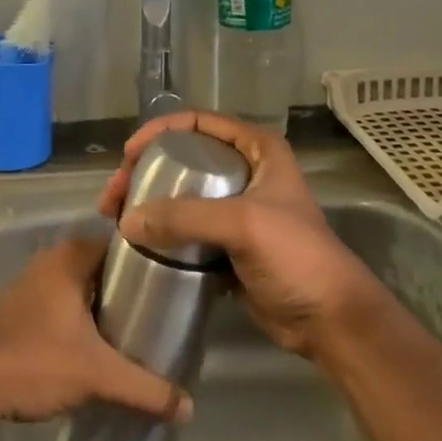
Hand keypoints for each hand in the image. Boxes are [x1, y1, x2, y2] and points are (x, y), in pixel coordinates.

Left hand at [0, 230, 192, 424]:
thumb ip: (145, 389)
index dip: (150, 258)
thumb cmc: (34, 361)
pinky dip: (84, 319)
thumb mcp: (97, 375)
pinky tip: (102, 345)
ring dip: (106, 306)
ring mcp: (31, 286)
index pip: (122, 243)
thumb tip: (189, 408)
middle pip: (104, 268)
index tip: (177, 280)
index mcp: (70, 258)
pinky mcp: (19, 311)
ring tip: (140, 330)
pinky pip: (64, 305)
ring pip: (83, 288)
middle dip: (132, 288)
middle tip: (164, 311)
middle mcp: (50, 262)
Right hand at [101, 111, 383, 358]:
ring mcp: (235, 210)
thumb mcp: (243, 224)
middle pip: (183, 159)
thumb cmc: (296, 257)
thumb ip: (185, 217)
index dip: (159, 131)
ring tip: (115, 221)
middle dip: (144, 172)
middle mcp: (245, 173)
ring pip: (180, 196)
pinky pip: (185, 230)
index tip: (128, 155)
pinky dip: (161, 234)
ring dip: (147, 204)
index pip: (199, 123)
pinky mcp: (226, 245)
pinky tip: (136, 243)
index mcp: (258, 151)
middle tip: (113, 197)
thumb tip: (127, 222)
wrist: (328, 318)